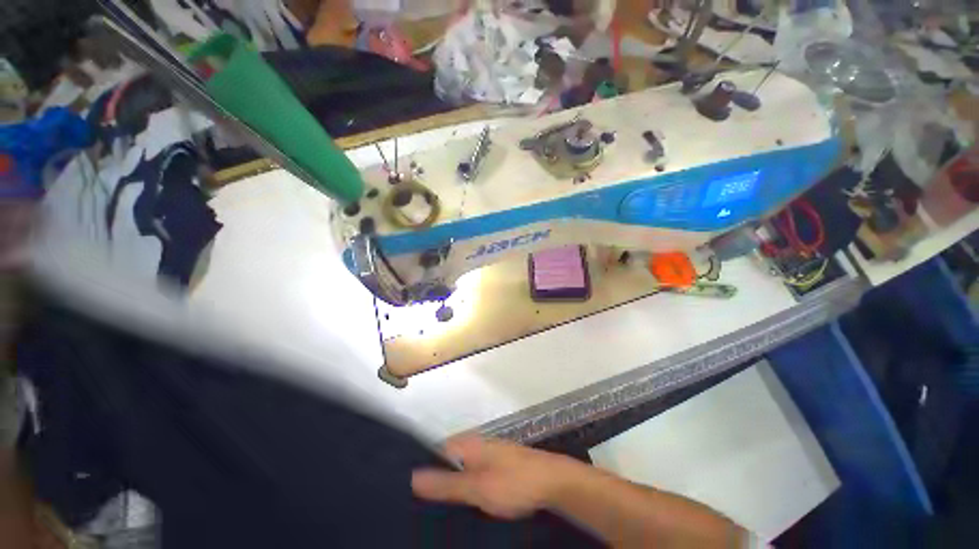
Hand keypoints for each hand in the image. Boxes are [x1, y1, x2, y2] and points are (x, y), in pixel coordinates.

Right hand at [411, 436, 580, 519]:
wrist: (551, 481)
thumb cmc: (513, 482)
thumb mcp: (477, 487)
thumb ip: (446, 484)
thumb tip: (413, 476)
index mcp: (467, 443)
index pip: (434, 451)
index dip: (421, 469)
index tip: (407, 493)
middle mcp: (475, 444)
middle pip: (446, 461)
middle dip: (434, 481)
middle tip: (418, 508)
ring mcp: (487, 454)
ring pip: (460, 469)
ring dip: (450, 486)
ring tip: (434, 511)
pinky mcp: (496, 466)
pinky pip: (472, 475)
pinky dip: (465, 488)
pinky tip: (461, 506)